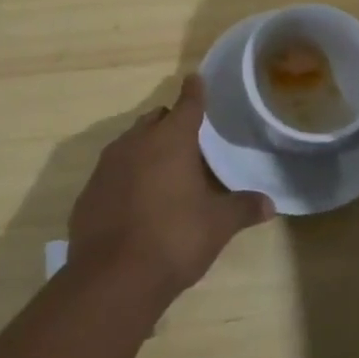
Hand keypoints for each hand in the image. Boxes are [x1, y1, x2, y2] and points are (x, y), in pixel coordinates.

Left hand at [68, 76, 274, 308]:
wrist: (112, 279)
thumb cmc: (174, 239)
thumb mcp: (217, 226)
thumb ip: (242, 208)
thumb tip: (270, 204)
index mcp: (171, 140)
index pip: (187, 104)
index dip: (194, 92)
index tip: (195, 79)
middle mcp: (136, 143)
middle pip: (155, 120)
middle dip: (170, 123)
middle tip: (187, 140)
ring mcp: (107, 166)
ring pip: (130, 143)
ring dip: (146, 148)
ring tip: (162, 171)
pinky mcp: (88, 192)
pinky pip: (111, 173)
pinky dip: (125, 177)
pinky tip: (135, 202)